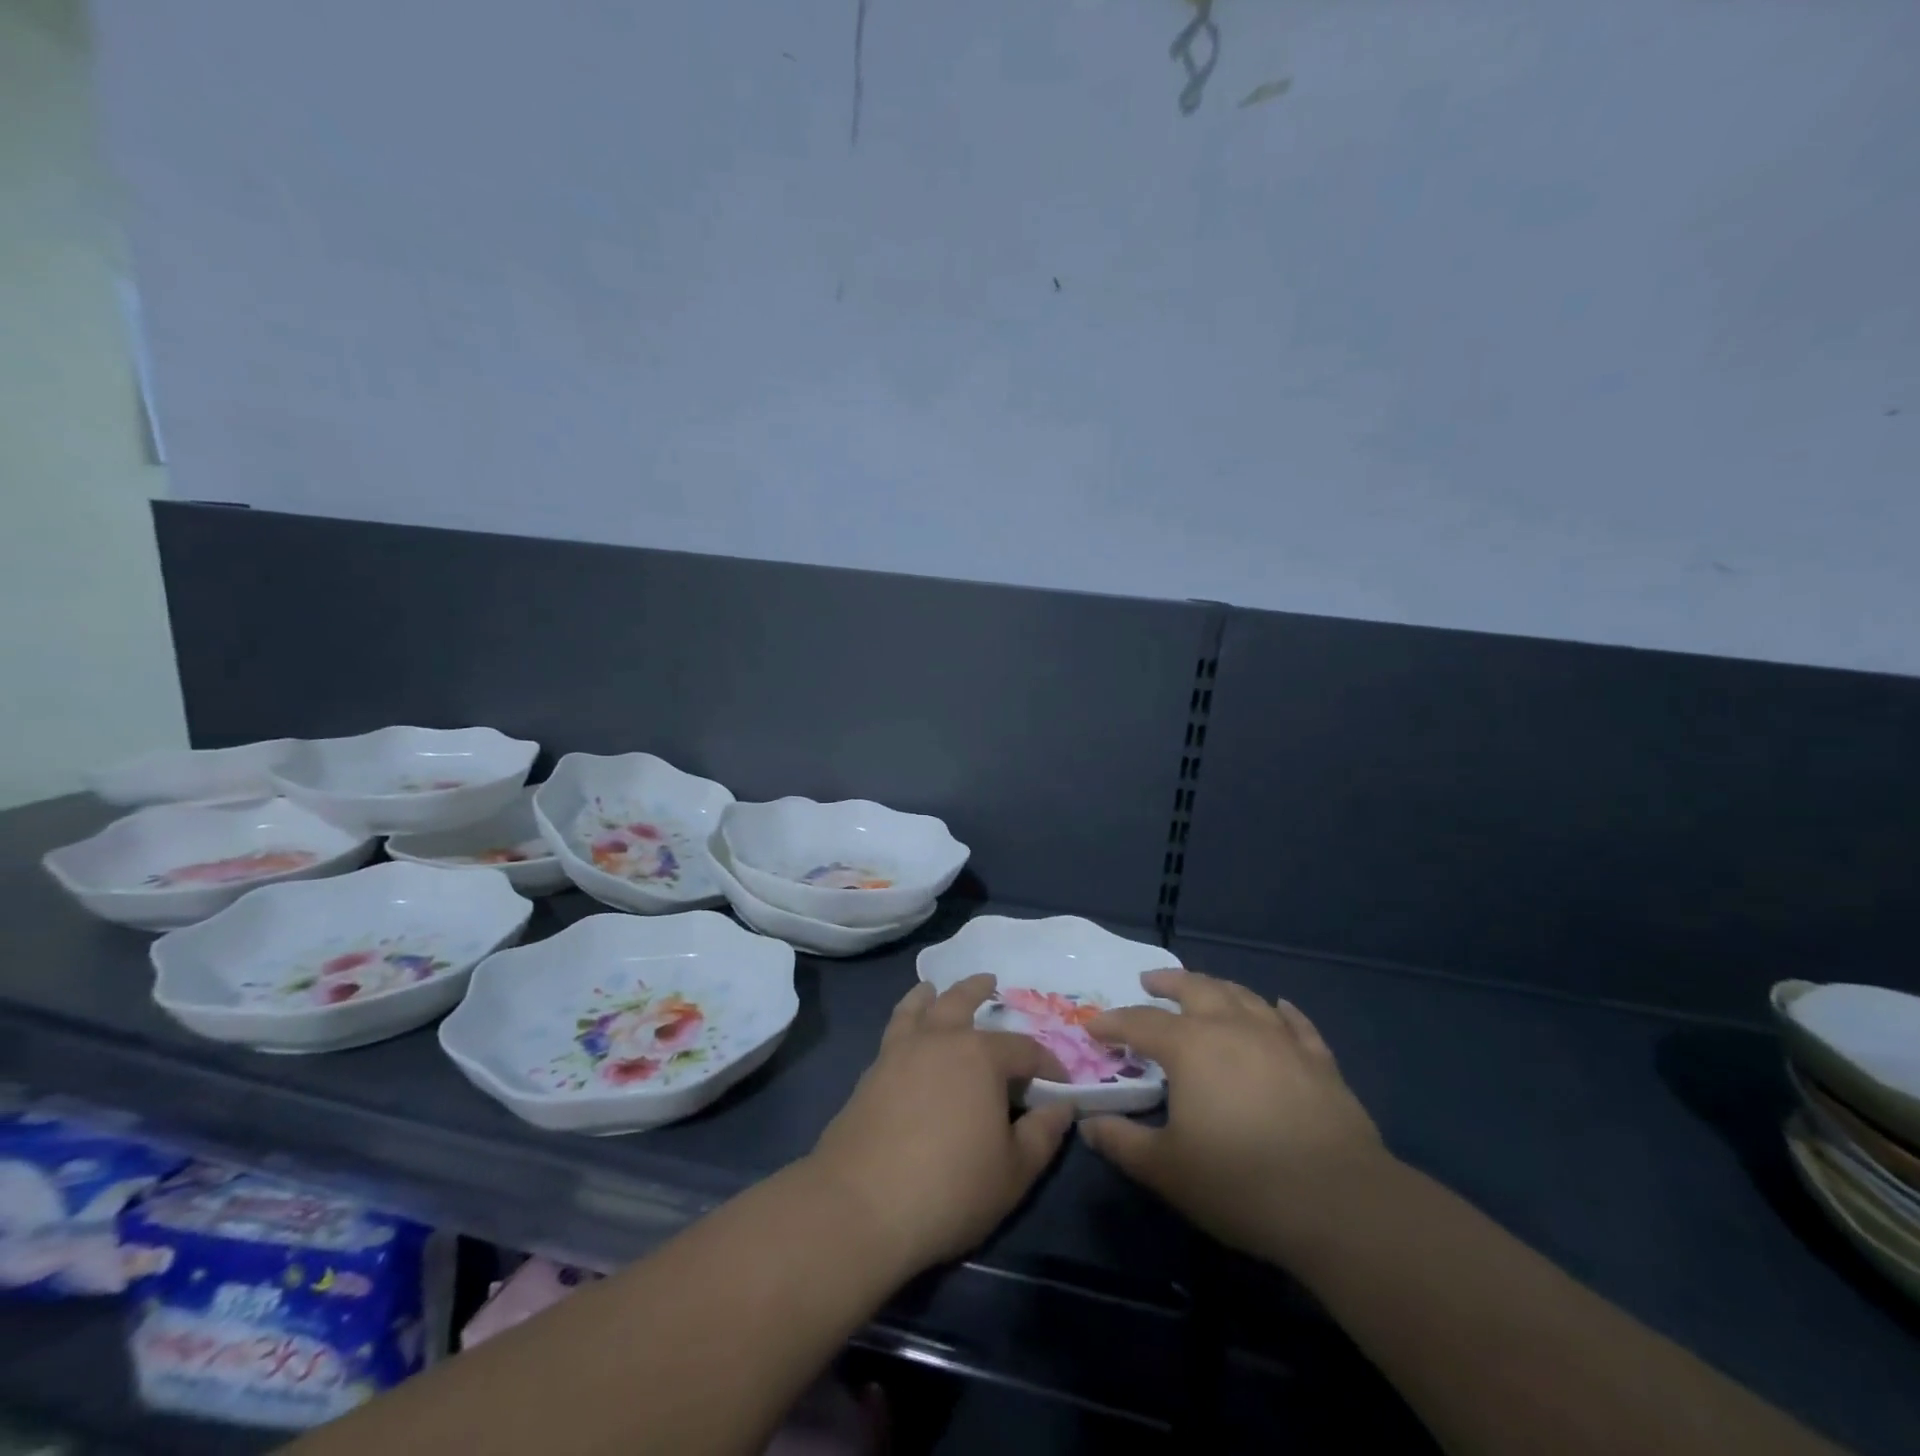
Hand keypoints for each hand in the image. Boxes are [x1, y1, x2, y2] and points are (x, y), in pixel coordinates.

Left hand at [808, 975, 1074, 1277]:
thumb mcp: (1014, 1172)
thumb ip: (1043, 1134)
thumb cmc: (950, 1188)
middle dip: (979, 991)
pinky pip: (893, 1030)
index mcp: (981, 1057)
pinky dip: (903, 1018)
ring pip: (918, 1007)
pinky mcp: (871, 1072)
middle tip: (990, 981)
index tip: (1061, 1082)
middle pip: (962, 1001)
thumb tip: (1063, 1106)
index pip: (1025, 1050)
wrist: (860, 1205)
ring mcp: (900, 1052)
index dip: (1048, 1063)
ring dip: (931, 994)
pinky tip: (905, 1033)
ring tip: (932, 988)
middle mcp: (940, 1040)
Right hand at [1079, 968, 1386, 1262]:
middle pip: (1194, 988)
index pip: (1139, 1023)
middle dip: (1167, 982)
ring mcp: (1279, 1038)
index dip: (1112, 1023)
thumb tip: (1088, 1124)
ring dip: (1217, 987)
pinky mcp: (1318, 1059)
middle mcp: (1231, 1027)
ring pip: (1242, 995)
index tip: (1093, 1027)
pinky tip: (1278, 1006)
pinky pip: (1295, 1022)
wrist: (1339, 1203)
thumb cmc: (1240, 1182)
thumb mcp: (1166, 1169)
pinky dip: (1281, 1010)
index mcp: (1189, 1047)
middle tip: (1149, 982)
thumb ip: (1122, 1142)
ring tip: (1204, 988)